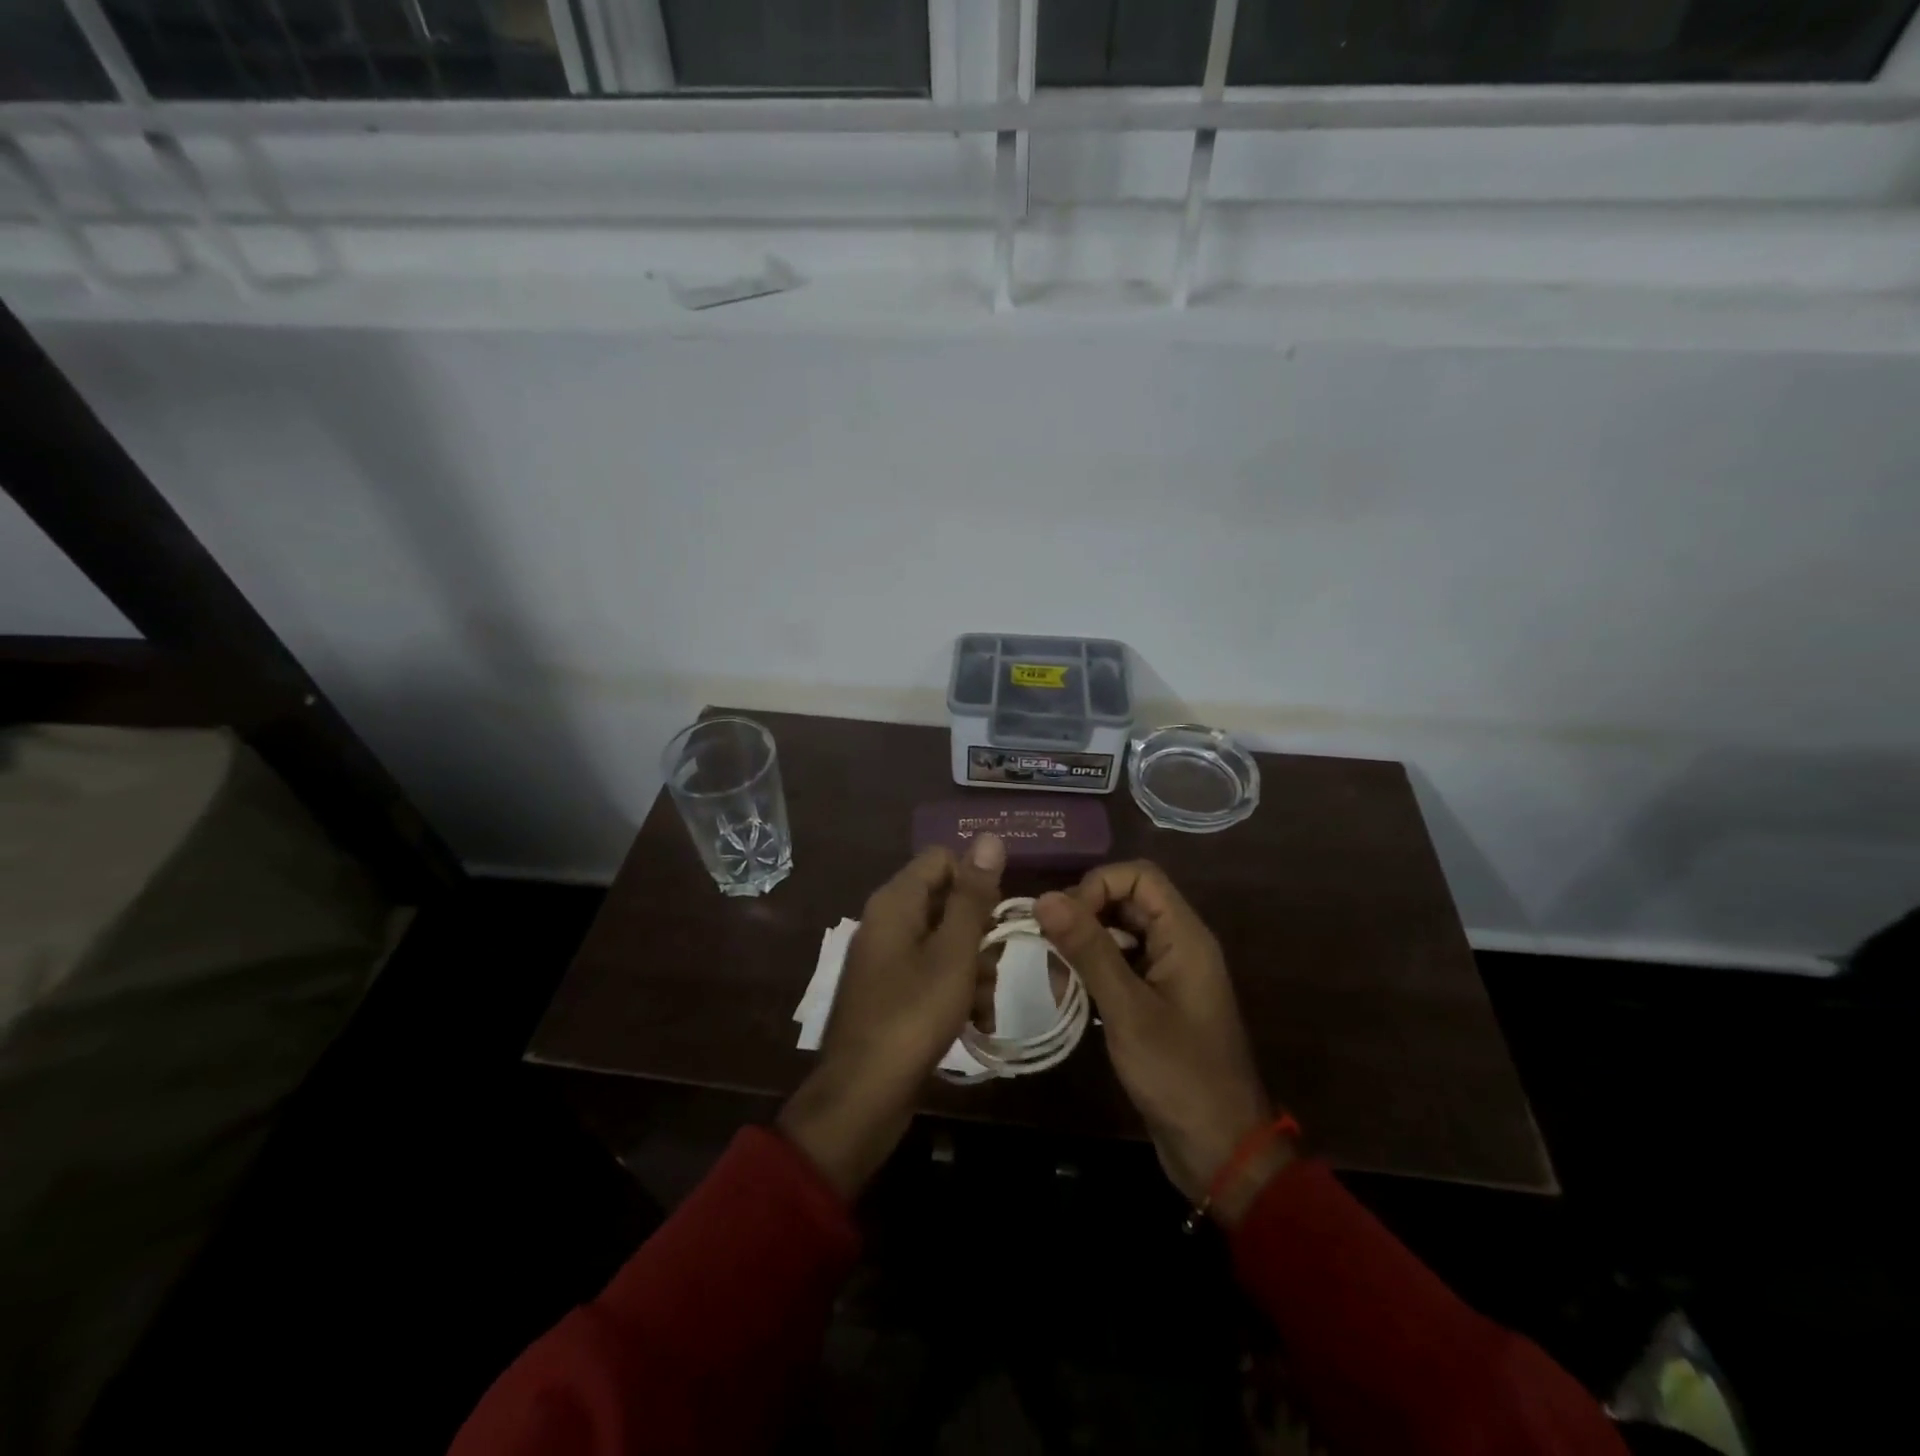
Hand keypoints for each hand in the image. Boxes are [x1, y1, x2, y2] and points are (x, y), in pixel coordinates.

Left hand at [777, 834, 1004, 1198]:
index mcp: (895, 902)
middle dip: (980, 935)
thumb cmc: (913, 1015)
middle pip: (947, 902)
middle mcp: (887, 922)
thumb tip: (989, 837)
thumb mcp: (954, 953)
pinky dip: (956, 993)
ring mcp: (888, 959)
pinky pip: (933, 975)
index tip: (997, 917)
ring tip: (985, 1006)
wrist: (863, 1097)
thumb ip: (973, 896)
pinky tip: (976, 1023)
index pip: (942, 859)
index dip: (974, 881)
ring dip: (974, 970)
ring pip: (946, 943)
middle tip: (995, 966)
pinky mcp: (893, 993)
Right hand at [1035, 862, 1291, 1224]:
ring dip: (1083, 947)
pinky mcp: (1155, 999)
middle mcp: (1178, 944)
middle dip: (1084, 917)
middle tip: (1050, 951)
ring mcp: (1167, 973)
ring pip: (1118, 933)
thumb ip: (1088, 950)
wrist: (1220, 1150)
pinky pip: (1120, 965)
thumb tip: (1046, 898)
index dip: (1098, 886)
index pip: (1139, 876)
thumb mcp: (1127, 1009)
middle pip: (1126, 901)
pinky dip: (1092, 972)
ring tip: (1057, 982)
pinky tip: (1071, 999)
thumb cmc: (1178, 1075)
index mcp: (1184, 936)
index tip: (1065, 921)